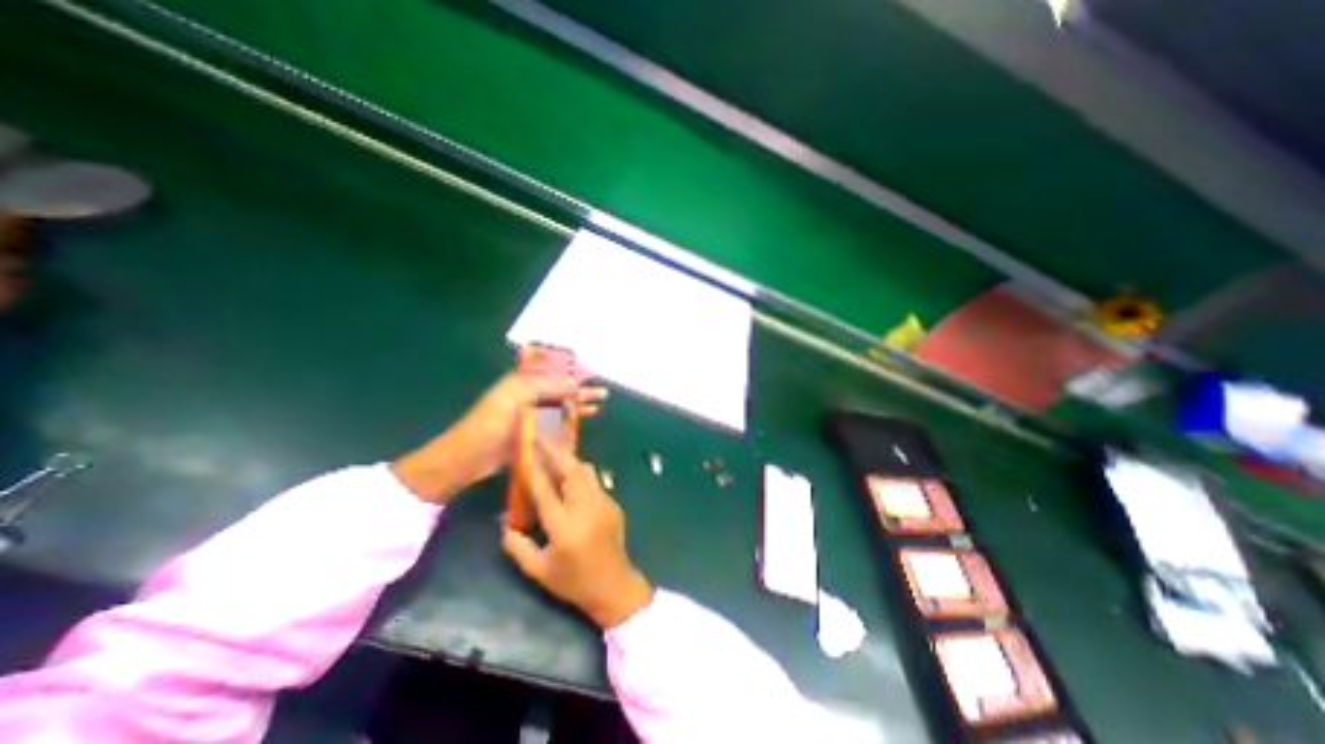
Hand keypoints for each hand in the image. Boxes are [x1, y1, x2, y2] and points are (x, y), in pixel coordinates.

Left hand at [389, 353, 604, 500]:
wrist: (469, 457)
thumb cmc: (491, 422)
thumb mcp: (518, 397)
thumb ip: (547, 387)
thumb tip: (575, 383)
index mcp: (524, 382)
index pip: (554, 371)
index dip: (573, 372)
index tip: (592, 373)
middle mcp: (529, 395)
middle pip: (561, 389)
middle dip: (581, 389)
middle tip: (602, 393)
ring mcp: (531, 415)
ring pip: (560, 405)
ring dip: (579, 404)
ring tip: (599, 403)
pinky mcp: (533, 431)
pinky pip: (556, 422)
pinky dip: (570, 419)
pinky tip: (583, 418)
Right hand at [501, 440, 652, 630]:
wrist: (614, 585)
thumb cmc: (574, 582)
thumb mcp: (539, 571)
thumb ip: (518, 547)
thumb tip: (504, 525)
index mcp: (563, 526)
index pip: (545, 489)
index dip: (535, 467)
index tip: (527, 449)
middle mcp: (585, 508)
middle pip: (571, 471)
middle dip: (556, 452)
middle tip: (543, 439)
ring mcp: (603, 503)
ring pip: (586, 471)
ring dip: (570, 459)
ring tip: (555, 452)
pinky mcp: (613, 504)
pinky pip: (594, 481)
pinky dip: (581, 472)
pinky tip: (572, 474)